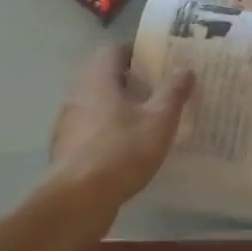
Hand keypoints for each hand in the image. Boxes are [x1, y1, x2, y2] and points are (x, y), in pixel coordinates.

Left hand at [49, 47, 194, 214]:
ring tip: (146, 118)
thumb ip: (173, 92)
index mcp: (98, 79)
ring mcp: (67, 123)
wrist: (77, 200)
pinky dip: (107, 129)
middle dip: (129, 80)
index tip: (158, 62)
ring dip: (117, 106)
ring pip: (95, 103)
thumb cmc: (121, 152)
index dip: (136, 53)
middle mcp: (77, 94)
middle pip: (103, 76)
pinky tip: (126, 147)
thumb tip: (185, 68)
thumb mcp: (159, 121)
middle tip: (157, 89)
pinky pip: (90, 128)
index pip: (113, 51)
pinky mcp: (66, 148)